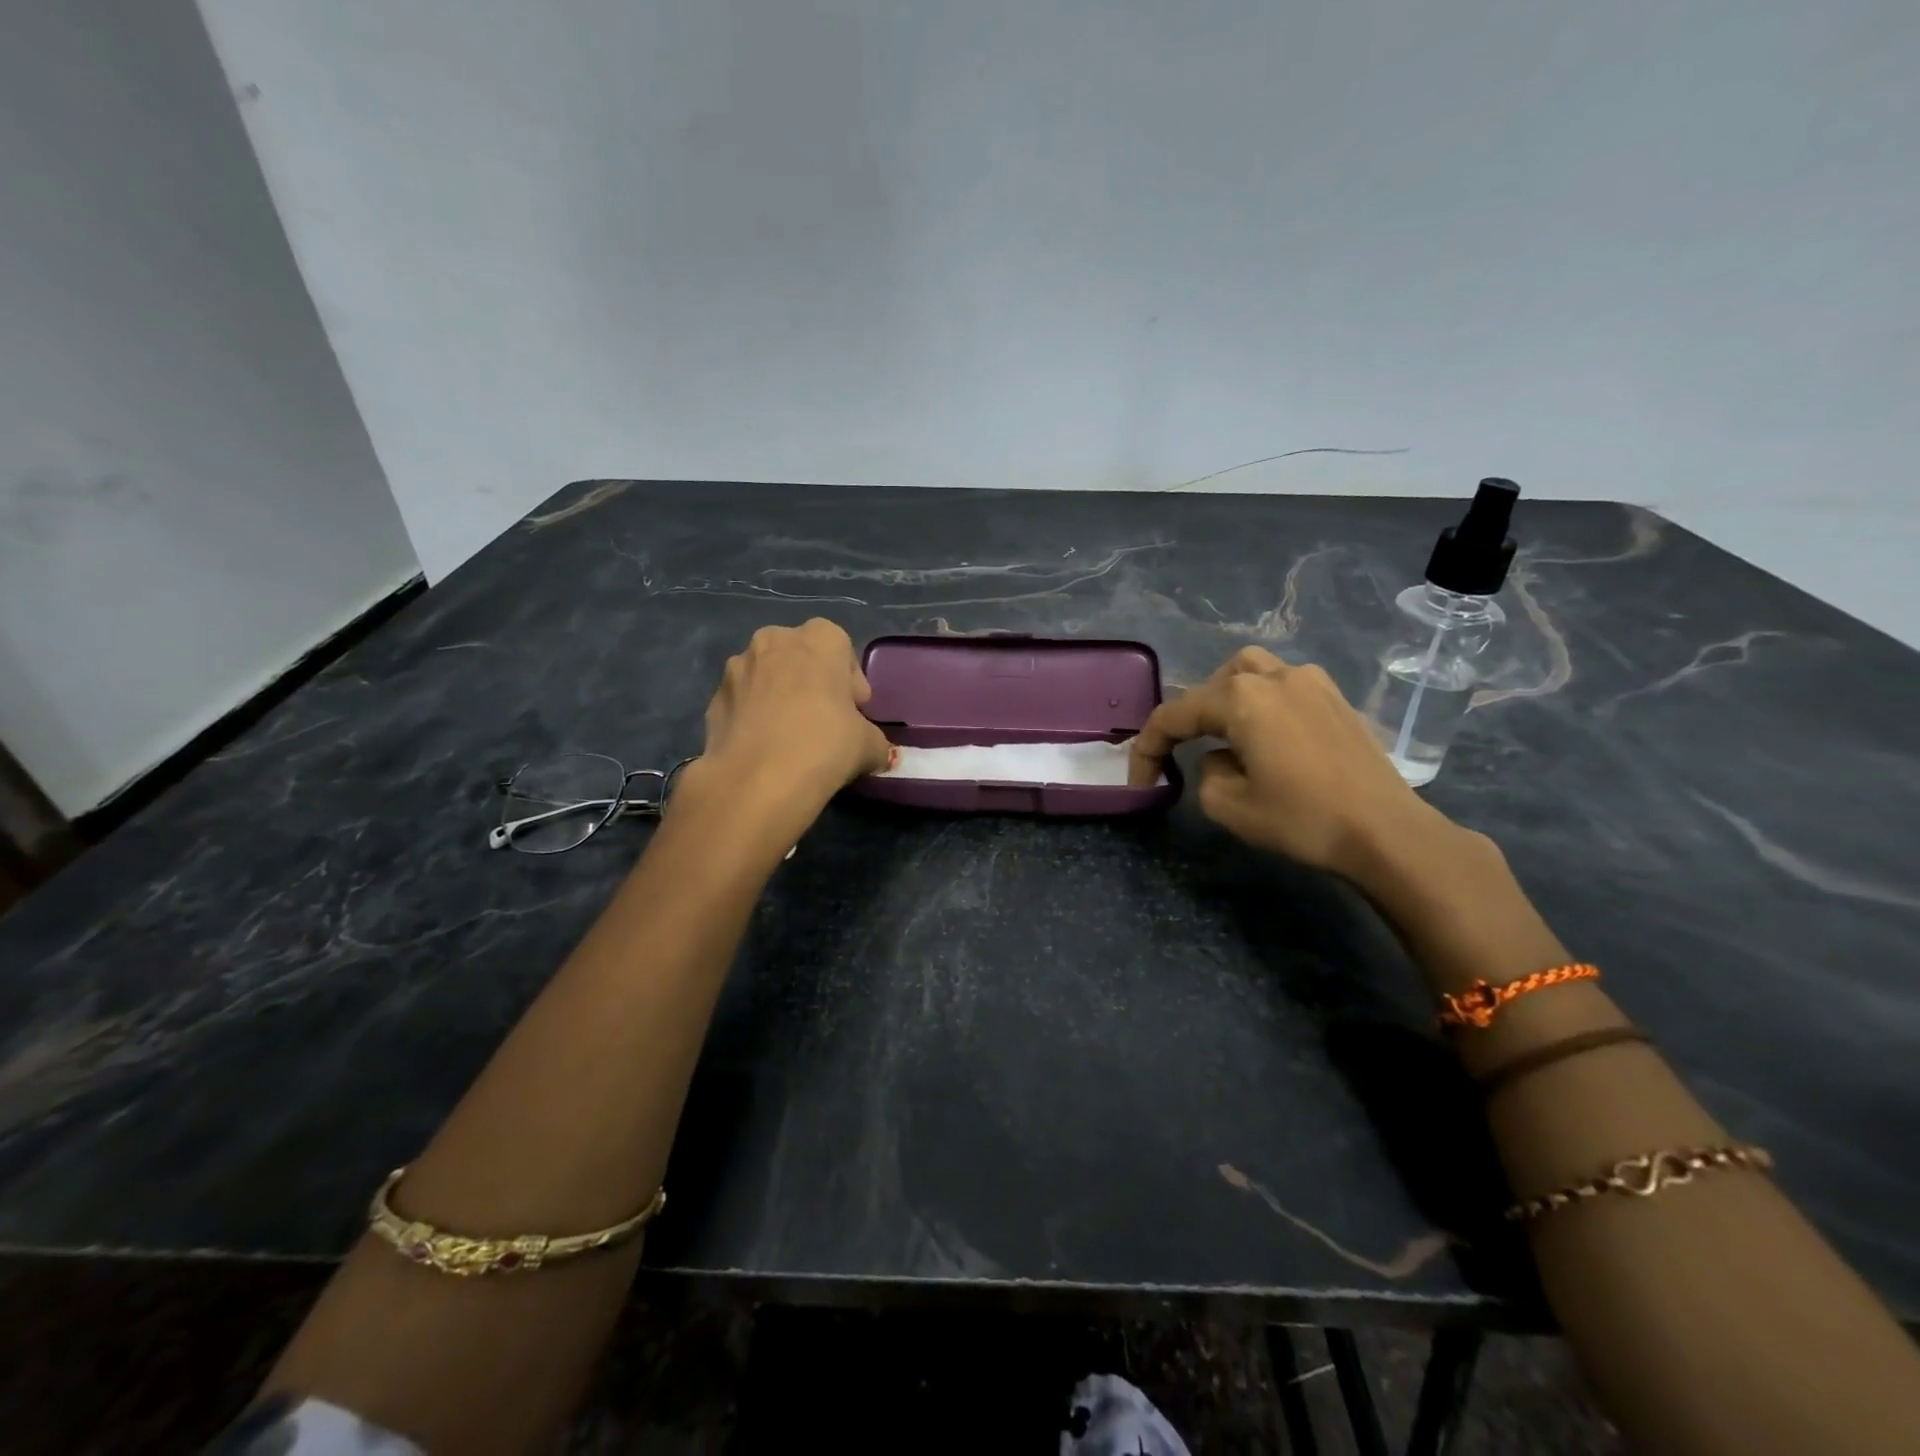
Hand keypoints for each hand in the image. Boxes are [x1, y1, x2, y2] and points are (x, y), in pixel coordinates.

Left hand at [682, 620, 892, 810]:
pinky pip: (743, 701)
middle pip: (800, 655)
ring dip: (779, 695)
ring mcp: (737, 667)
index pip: (840, 646)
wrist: (757, 780)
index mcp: (818, 639)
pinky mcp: (714, 698)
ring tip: (790, 735)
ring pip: (767, 675)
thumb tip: (876, 751)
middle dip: (812, 681)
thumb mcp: (869, 745)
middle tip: (825, 719)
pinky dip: (754, 716)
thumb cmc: (825, 745)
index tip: (855, 711)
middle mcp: (774, 640)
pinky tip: (764, 747)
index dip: (850, 680)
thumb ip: (875, 740)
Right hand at [1129, 647, 1460, 888]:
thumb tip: (1222, 757)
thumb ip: (1205, 773)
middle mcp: (1273, 676)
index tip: (1141, 783)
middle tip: (1182, 754)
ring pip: (1249, 672)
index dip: (1148, 749)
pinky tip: (1267, 736)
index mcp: (1240, 697)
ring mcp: (1311, 681)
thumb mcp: (1228, 806)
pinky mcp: (1335, 698)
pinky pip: (1283, 685)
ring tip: (1223, 734)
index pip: (1174, 715)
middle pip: (1211, 684)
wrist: (1386, 832)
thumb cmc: (1302, 818)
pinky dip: (1261, 702)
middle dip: (1189, 718)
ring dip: (1226, 699)